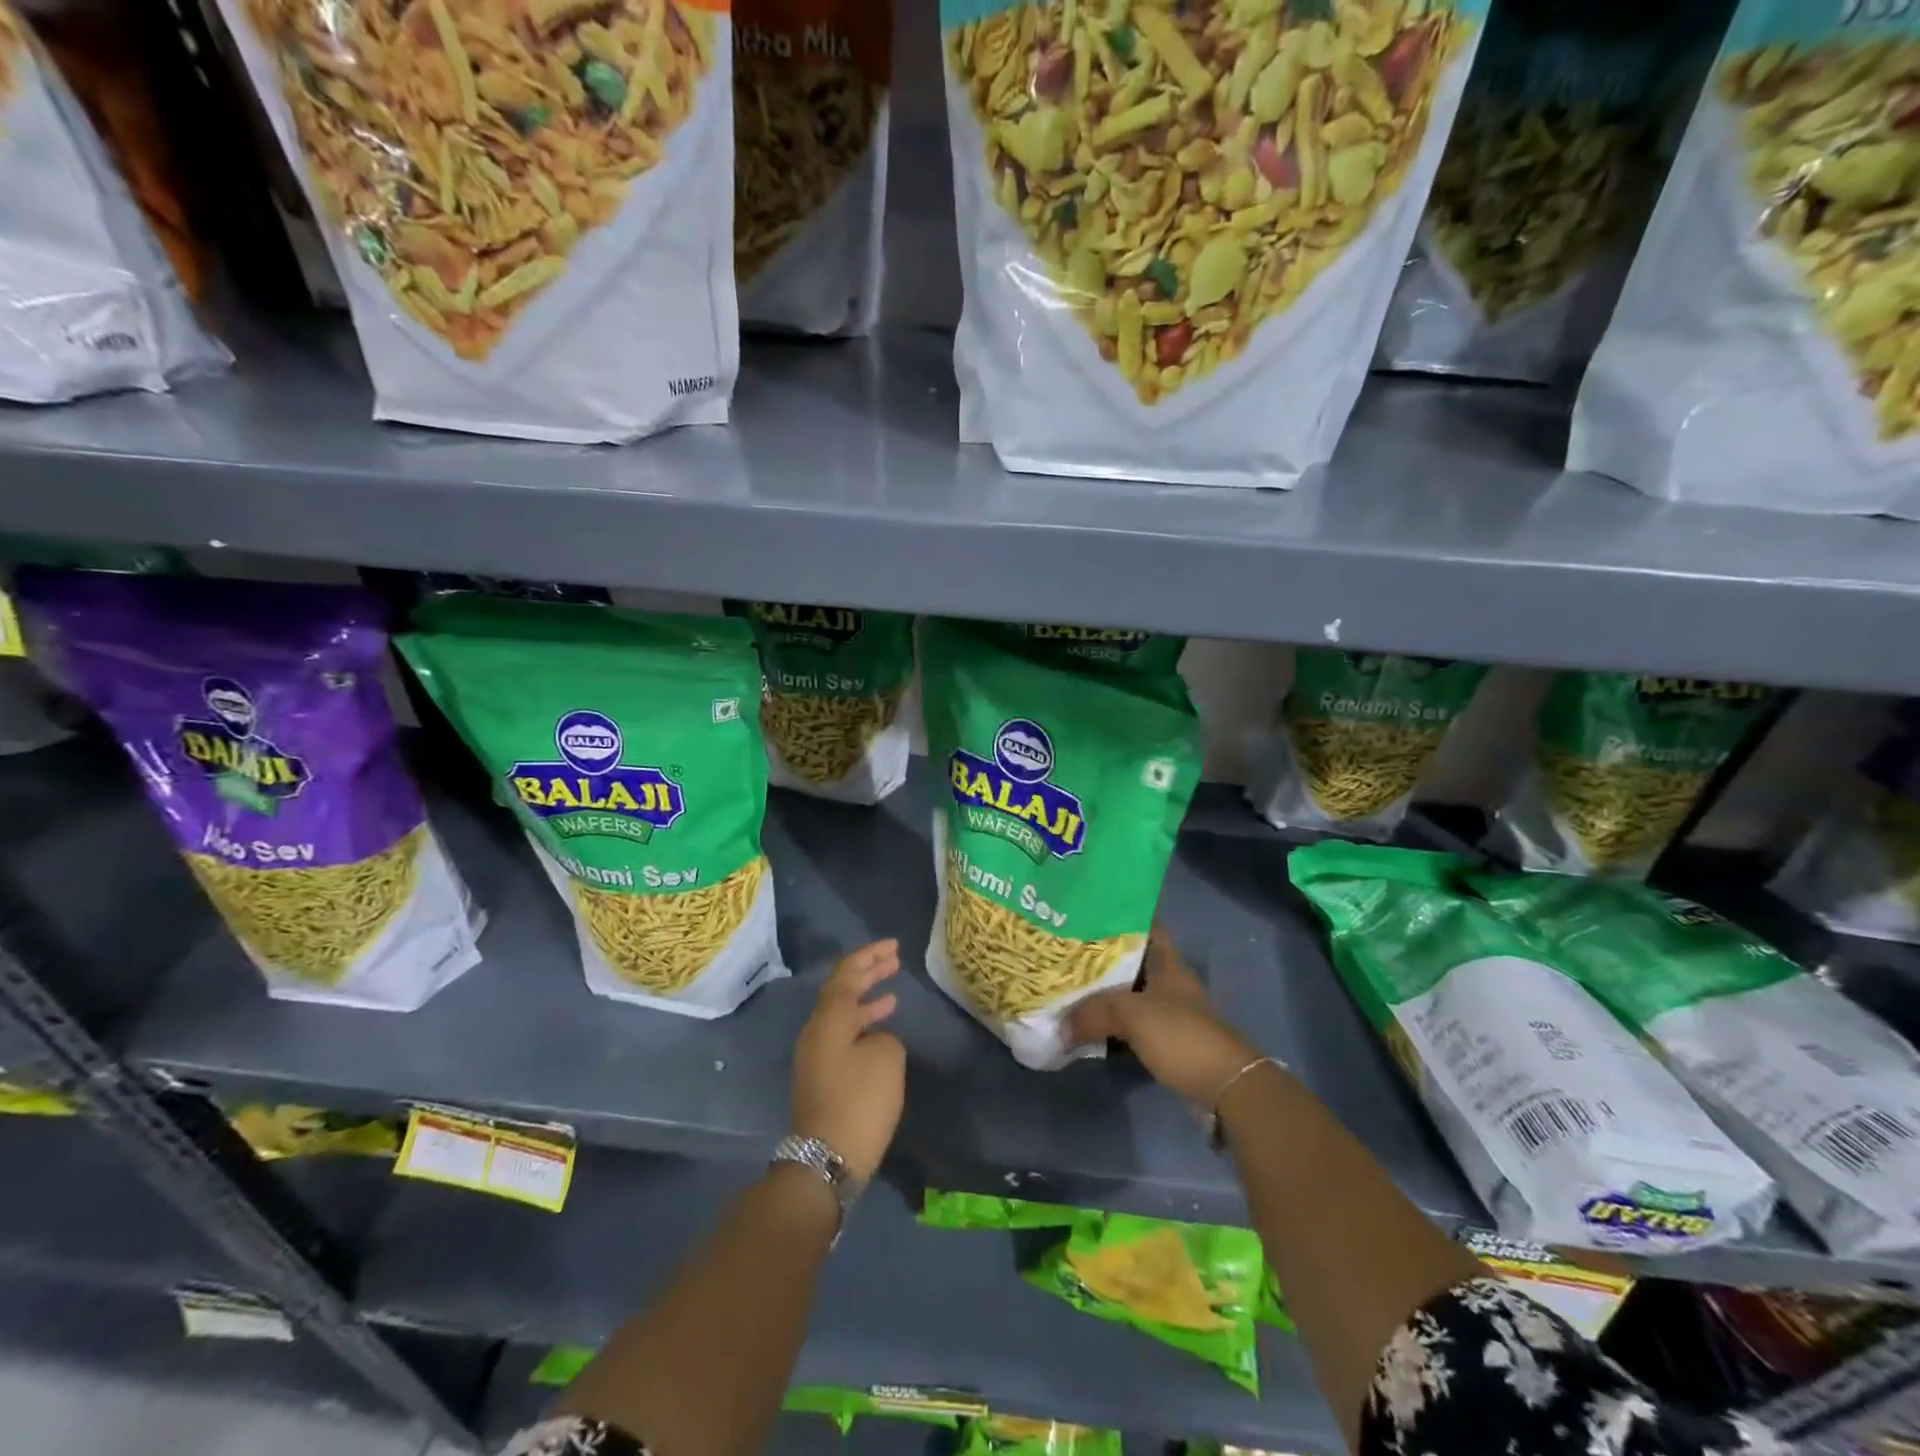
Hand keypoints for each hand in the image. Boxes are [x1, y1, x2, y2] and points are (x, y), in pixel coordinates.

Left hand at [791, 939, 905, 1184]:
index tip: (894, 946)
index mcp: (829, 1019)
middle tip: (894, 959)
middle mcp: (816, 1031)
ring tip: (892, 993)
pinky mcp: (822, 1079)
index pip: (847, 974)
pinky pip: (843, 1036)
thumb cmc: (859, 1101)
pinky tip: (882, 1032)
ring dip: (866, 1000)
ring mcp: (816, 1056)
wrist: (827, 1159)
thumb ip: (884, 1036)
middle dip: (867, 973)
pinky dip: (863, 1025)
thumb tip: (876, 1039)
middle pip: (841, 991)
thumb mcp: (886, 1058)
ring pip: (842, 1015)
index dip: (870, 956)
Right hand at [1066, 928, 1261, 1106]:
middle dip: (1099, 956)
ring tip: (1067, 984)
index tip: (1087, 911)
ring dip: (1102, 993)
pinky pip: (1130, 1023)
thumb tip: (1059, 1028)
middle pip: (1130, 960)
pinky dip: (1110, 1023)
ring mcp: (1169, 1011)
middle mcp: (1168, 981)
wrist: (1225, 1086)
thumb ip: (1092, 1014)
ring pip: (1128, 993)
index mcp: (1166, 962)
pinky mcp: (1166, 1040)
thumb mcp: (1131, 1015)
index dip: (1119, 914)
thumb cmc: (1181, 1034)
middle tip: (1064, 950)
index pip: (1144, 924)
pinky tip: (1085, 1024)